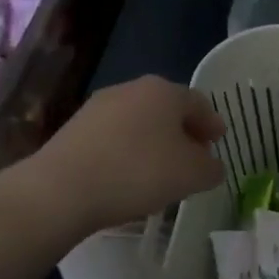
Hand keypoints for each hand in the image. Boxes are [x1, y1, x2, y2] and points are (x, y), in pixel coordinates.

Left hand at [20, 75, 225, 235]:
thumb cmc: (139, 173)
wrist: (61, 190)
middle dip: (183, 133)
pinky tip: (128, 177)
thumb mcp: (193, 175)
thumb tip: (210, 166)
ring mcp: (98, 107)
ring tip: (160, 172)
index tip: (218, 143)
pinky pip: (114, 138)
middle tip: (193, 158)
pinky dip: (127, 152)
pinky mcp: (73, 129)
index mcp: (165, 91)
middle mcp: (132, 89)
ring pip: (139, 123)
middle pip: (167, 110)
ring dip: (154, 143)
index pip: (199, 103)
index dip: (213, 124)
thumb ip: (211, 168)